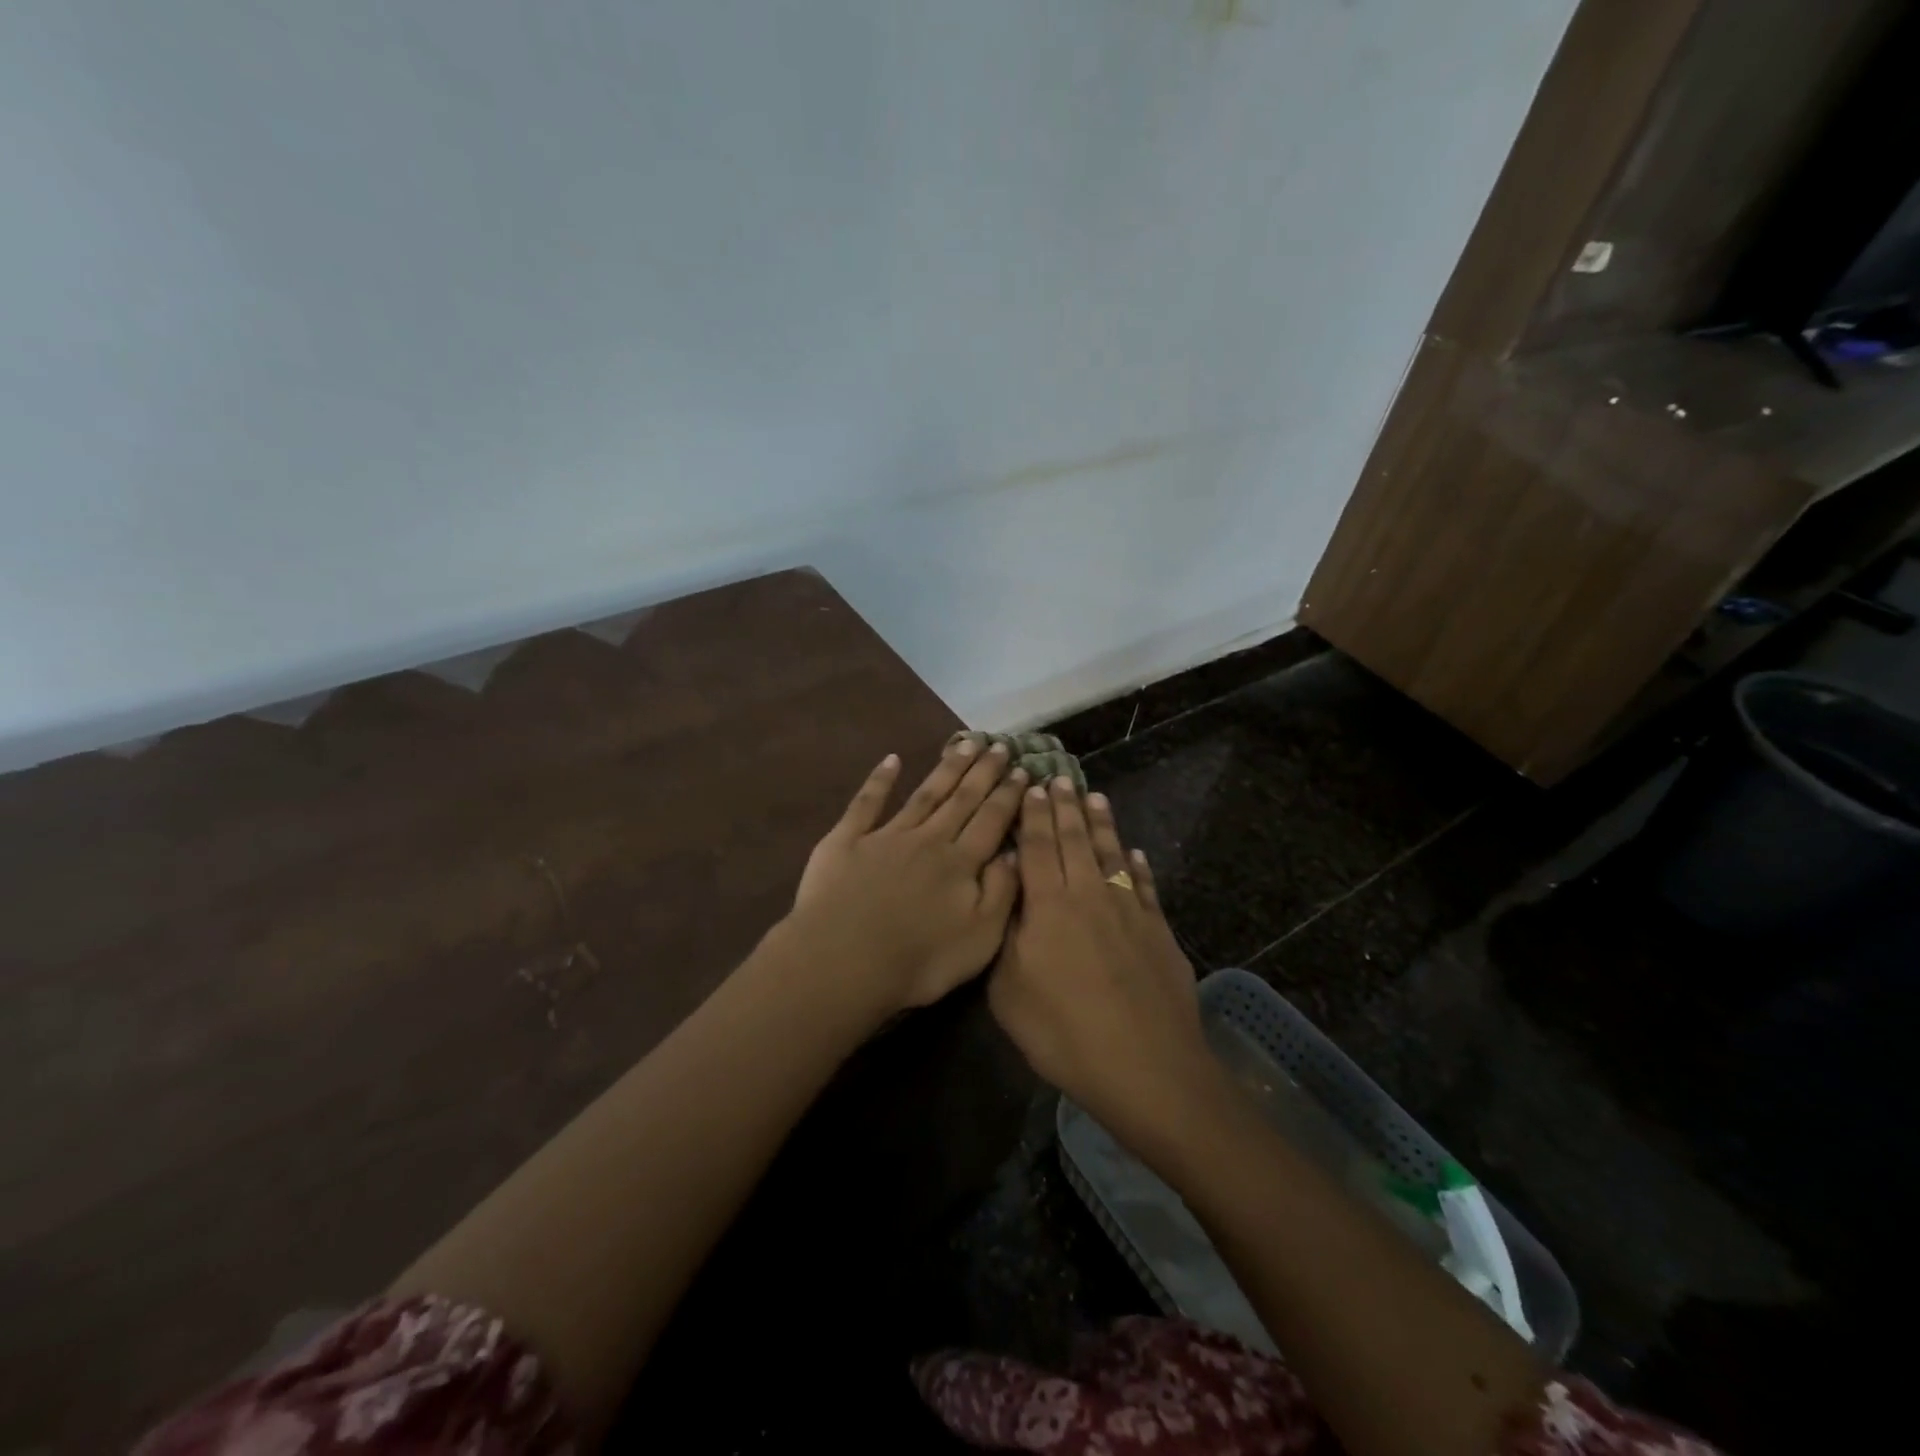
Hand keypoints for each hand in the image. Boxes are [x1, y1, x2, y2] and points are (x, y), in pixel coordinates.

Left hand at [787, 738, 1026, 1015]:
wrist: (842, 962)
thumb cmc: (918, 961)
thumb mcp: (980, 938)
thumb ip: (1001, 892)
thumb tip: (1015, 853)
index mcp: (960, 863)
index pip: (991, 820)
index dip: (1008, 795)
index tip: (1022, 769)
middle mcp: (928, 839)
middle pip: (961, 799)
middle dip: (983, 771)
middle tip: (1000, 744)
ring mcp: (885, 835)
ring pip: (924, 794)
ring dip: (947, 768)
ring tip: (966, 743)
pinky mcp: (846, 840)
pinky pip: (867, 803)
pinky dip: (880, 779)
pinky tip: (892, 759)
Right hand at [988, 777, 1215, 1152]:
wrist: (1147, 1067)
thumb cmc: (1064, 1033)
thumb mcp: (1009, 991)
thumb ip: (1005, 935)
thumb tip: (1007, 894)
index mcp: (1049, 906)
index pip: (1038, 846)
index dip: (1033, 815)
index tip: (1031, 786)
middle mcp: (1090, 895)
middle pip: (1075, 840)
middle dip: (1065, 806)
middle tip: (1059, 777)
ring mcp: (1129, 910)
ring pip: (1111, 854)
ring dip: (1101, 824)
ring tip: (1094, 796)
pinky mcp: (1158, 931)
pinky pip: (1145, 886)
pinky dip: (1138, 865)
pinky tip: (1136, 853)